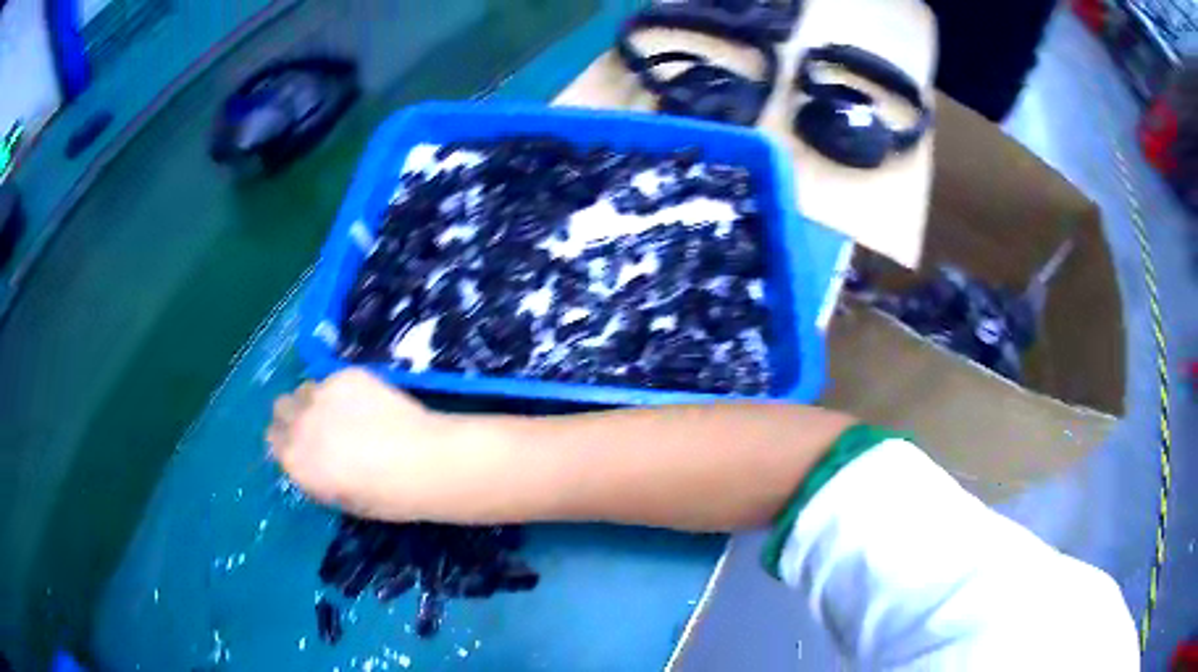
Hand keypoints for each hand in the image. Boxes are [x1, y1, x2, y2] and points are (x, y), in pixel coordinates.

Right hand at [267, 368, 462, 520]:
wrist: (423, 462)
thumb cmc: (389, 496)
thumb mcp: (344, 500)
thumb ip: (319, 477)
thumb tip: (315, 464)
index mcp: (296, 462)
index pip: (274, 441)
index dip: (287, 441)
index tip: (302, 444)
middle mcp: (300, 426)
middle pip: (282, 409)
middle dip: (294, 416)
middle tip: (319, 424)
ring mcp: (321, 396)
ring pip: (304, 389)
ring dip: (315, 400)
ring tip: (343, 411)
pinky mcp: (345, 375)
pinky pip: (332, 379)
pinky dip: (342, 389)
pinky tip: (368, 402)